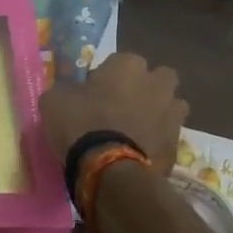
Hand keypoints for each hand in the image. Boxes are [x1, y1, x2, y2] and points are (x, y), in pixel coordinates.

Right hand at [38, 52, 187, 171]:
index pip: (119, 61)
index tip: (94, 94)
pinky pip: (167, 137)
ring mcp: (172, 114)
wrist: (110, 171)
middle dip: (146, 88)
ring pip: (170, 107)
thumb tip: (69, 93)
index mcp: (128, 65)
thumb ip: (66, 90)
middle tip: (123, 107)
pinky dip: (157, 143)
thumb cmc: (81, 125)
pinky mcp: (178, 145)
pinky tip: (139, 155)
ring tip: (135, 132)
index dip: (107, 77)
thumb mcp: (54, 101)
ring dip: (158, 114)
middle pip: (158, 79)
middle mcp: (156, 83)